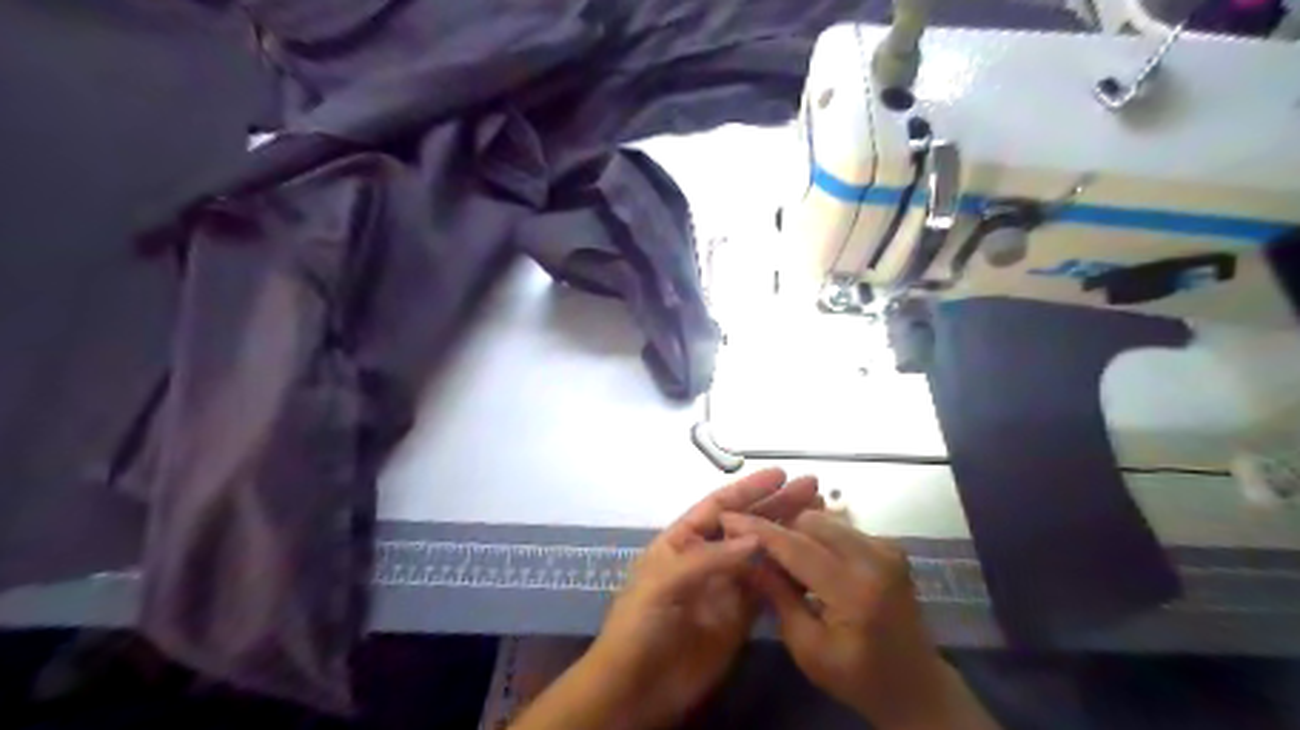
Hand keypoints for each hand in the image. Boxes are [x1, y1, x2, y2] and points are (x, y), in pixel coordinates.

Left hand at [590, 469, 819, 729]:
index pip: (719, 506)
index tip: (781, 475)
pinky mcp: (739, 616)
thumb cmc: (639, 624)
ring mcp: (725, 585)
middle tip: (813, 489)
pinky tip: (809, 559)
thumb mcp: (664, 581)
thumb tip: (757, 536)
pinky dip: (787, 573)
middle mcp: (706, 556)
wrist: (636, 687)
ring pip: (761, 553)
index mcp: (682, 540)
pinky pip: (767, 588)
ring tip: (820, 518)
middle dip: (776, 505)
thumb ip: (710, 558)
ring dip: (787, 534)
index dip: (749, 489)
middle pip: (746, 524)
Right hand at [722, 509, 995, 726]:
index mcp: (853, 589)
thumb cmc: (856, 677)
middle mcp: (874, 558)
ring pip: (826, 519)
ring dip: (799, 530)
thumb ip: (778, 596)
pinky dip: (819, 537)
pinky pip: (842, 527)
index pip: (795, 546)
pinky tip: (810, 560)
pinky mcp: (890, 547)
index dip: (758, 529)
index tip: (727, 517)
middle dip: (779, 527)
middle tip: (755, 544)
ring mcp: (886, 549)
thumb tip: (745, 558)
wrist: (915, 686)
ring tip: (781, 554)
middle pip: (811, 521)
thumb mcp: (808, 648)